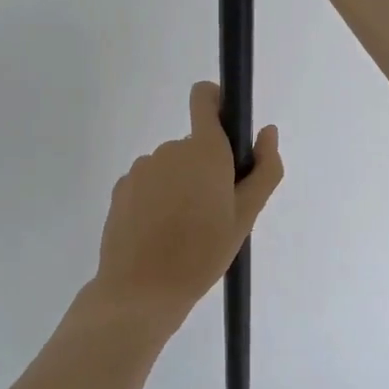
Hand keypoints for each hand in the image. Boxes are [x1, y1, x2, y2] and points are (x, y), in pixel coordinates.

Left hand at [93, 82, 283, 326]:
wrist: (141, 290)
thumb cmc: (203, 253)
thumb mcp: (245, 216)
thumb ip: (264, 169)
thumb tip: (267, 132)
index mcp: (204, 150)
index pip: (205, 98)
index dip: (217, 102)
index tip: (227, 127)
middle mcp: (171, 149)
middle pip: (194, 145)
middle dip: (205, 169)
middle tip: (213, 213)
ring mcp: (142, 167)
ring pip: (171, 167)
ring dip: (180, 186)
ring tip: (184, 230)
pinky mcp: (121, 188)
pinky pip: (148, 184)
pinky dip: (157, 199)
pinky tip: (159, 234)